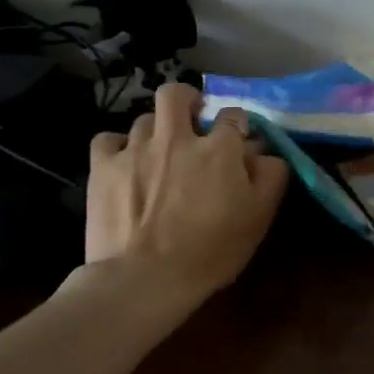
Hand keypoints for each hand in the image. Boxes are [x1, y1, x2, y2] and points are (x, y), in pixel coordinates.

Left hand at [82, 84, 289, 295]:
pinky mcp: (103, 167)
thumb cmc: (210, 252)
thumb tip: (265, 152)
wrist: (144, 279)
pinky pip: (107, 139)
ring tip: (157, 152)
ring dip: (155, 130)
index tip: (237, 140)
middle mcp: (176, 137)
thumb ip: (270, 176)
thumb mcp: (259, 217)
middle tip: (191, 121)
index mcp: (219, 148)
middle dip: (186, 101)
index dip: (237, 125)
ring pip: (144, 118)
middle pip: (177, 94)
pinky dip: (117, 146)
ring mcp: (136, 149)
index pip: (233, 115)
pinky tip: (124, 163)